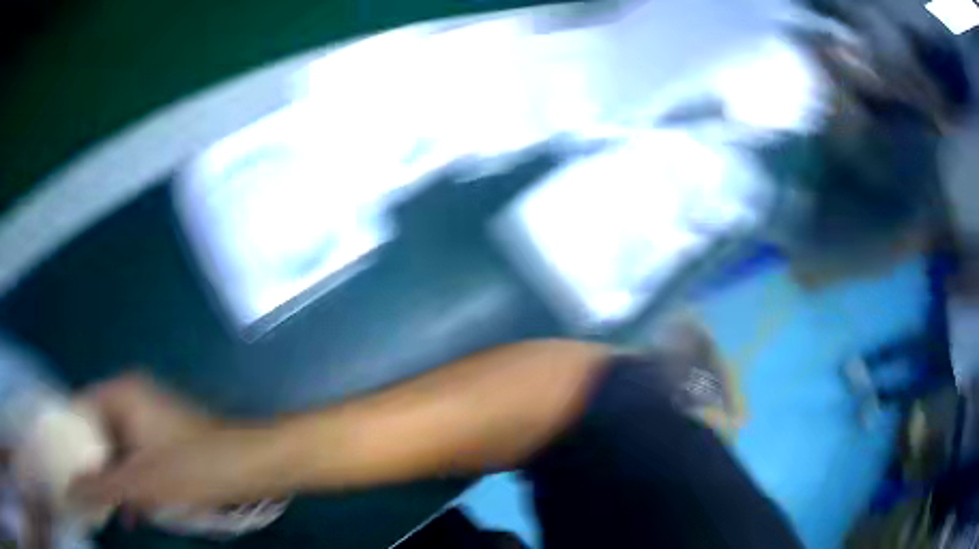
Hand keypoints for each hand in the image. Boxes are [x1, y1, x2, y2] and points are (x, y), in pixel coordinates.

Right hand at [69, 373, 285, 510]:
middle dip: (95, 469)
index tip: (65, 469)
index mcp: (120, 393)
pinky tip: (136, 511)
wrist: (253, 465)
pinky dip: (134, 482)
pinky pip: (137, 457)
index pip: (79, 410)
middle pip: (98, 432)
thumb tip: (70, 489)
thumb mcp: (141, 482)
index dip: (69, 441)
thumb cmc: (194, 467)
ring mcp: (150, 417)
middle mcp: (132, 397)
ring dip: (116, 481)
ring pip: (118, 449)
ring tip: (115, 511)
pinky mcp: (165, 437)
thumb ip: (101, 487)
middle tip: (90, 497)